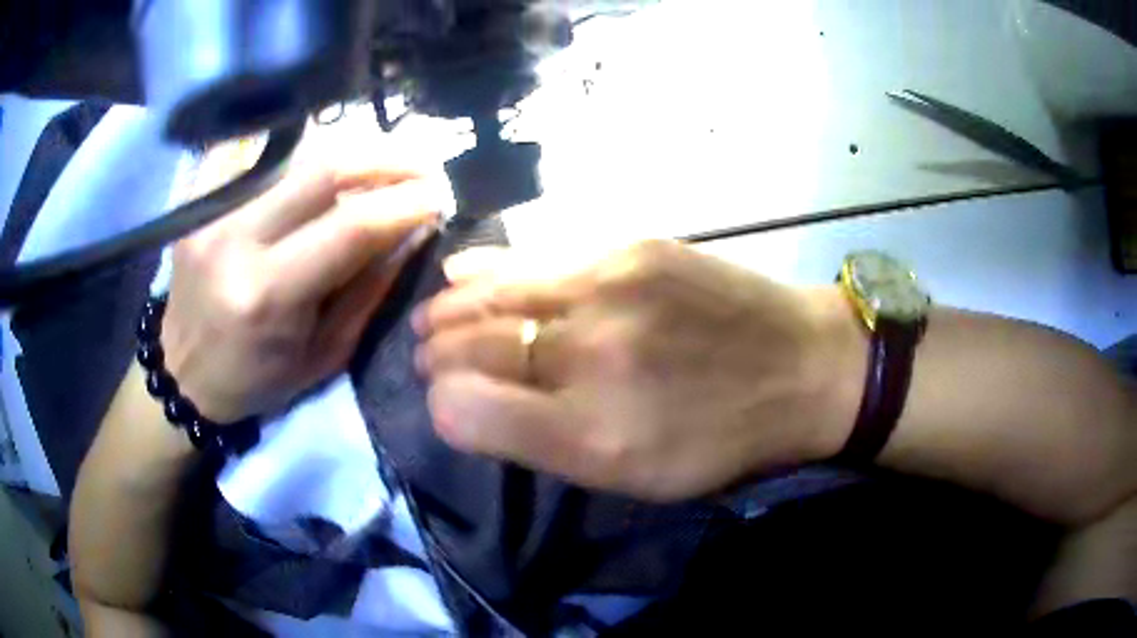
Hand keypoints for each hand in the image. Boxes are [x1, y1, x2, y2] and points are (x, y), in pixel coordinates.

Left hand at [162, 165, 441, 422]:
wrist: (182, 372)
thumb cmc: (255, 379)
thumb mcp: (323, 355)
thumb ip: (368, 291)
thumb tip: (411, 233)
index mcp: (267, 295)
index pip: (349, 227)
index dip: (404, 203)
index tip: (440, 197)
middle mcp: (235, 241)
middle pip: (323, 170)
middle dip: (387, 159)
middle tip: (423, 165)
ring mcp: (212, 213)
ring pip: (297, 155)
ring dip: (353, 153)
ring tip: (388, 162)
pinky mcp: (201, 201)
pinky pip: (266, 161)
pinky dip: (307, 157)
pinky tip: (330, 165)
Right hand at [413, 240, 865, 501]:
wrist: (804, 366)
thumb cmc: (723, 439)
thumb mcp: (637, 478)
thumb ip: (547, 446)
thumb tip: (471, 406)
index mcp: (592, 436)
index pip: (467, 410)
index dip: (442, 404)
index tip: (442, 402)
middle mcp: (591, 358)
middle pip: (472, 347)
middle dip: (436, 355)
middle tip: (424, 357)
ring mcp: (611, 290)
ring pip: (494, 295)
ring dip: (450, 310)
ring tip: (430, 319)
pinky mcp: (632, 247)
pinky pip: (537, 258)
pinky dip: (489, 271)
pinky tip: (463, 275)